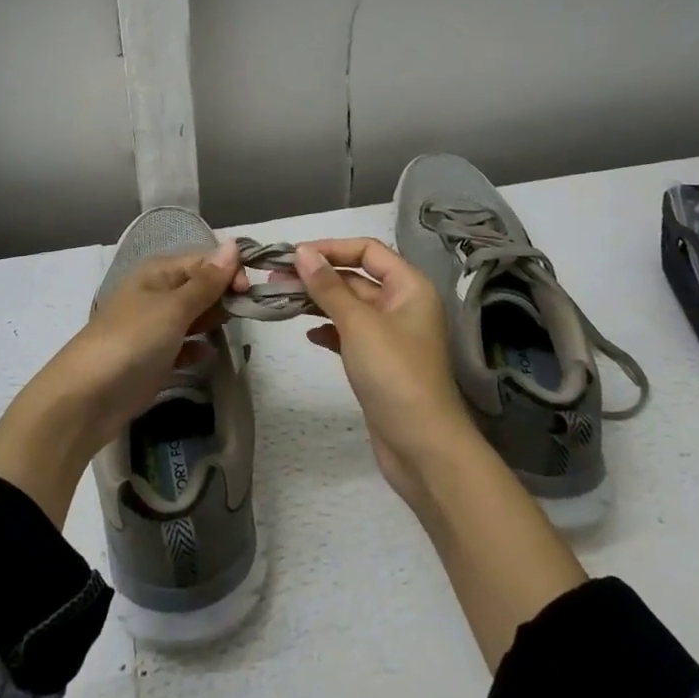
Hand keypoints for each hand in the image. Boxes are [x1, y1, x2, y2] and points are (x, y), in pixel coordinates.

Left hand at [0, 243, 243, 525]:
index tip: (250, 290)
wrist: (85, 399)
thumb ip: (206, 281)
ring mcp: (153, 328)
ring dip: (213, 320)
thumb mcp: (173, 307)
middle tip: (249, 311)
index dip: (229, 270)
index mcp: (158, 273)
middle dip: (224, 295)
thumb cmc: (131, 342)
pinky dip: (197, 348)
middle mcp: (156, 294)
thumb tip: (233, 244)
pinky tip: (210, 355)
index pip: (203, 260)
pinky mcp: (153, 360)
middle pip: (199, 286)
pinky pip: (183, 346)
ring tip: (234, 330)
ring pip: (193, 316)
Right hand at [295, 238, 585, 669]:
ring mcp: (391, 336)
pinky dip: (328, 330)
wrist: (423, 448)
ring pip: (349, 306)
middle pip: (356, 277)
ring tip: (281, 300)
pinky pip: (349, 334)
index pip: (367, 250)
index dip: (331, 248)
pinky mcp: (379, 363)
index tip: (293, 254)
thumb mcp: (358, 324)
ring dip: (318, 301)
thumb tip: (302, 252)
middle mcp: (403, 305)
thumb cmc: (395, 374)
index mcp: (409, 287)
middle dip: (318, 275)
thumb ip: (328, 287)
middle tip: (275, 278)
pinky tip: (307, 334)